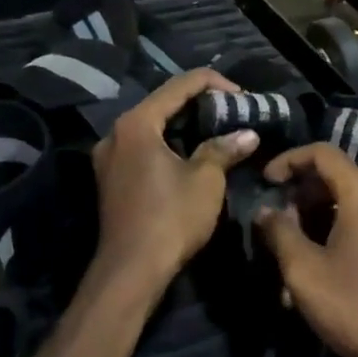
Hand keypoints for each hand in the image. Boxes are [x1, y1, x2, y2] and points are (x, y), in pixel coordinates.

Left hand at [91, 69, 257, 300]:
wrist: (130, 273)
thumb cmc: (170, 219)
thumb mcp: (205, 180)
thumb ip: (224, 148)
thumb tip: (248, 134)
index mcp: (136, 123)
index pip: (179, 85)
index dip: (214, 84)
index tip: (242, 96)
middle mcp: (116, 132)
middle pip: (162, 103)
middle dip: (200, 104)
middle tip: (232, 110)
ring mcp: (108, 157)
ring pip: (152, 126)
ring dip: (184, 124)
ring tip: (217, 129)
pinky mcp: (111, 178)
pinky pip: (143, 146)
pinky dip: (168, 143)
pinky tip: (192, 152)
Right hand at [254, 144, 357, 356]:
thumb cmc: (355, 306)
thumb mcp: (304, 270)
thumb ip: (279, 232)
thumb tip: (265, 211)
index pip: (322, 153)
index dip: (288, 160)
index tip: (264, 182)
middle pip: (333, 177)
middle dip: (297, 194)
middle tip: (272, 221)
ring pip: (342, 205)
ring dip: (310, 221)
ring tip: (285, 254)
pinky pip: (355, 227)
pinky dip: (329, 236)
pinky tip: (311, 274)